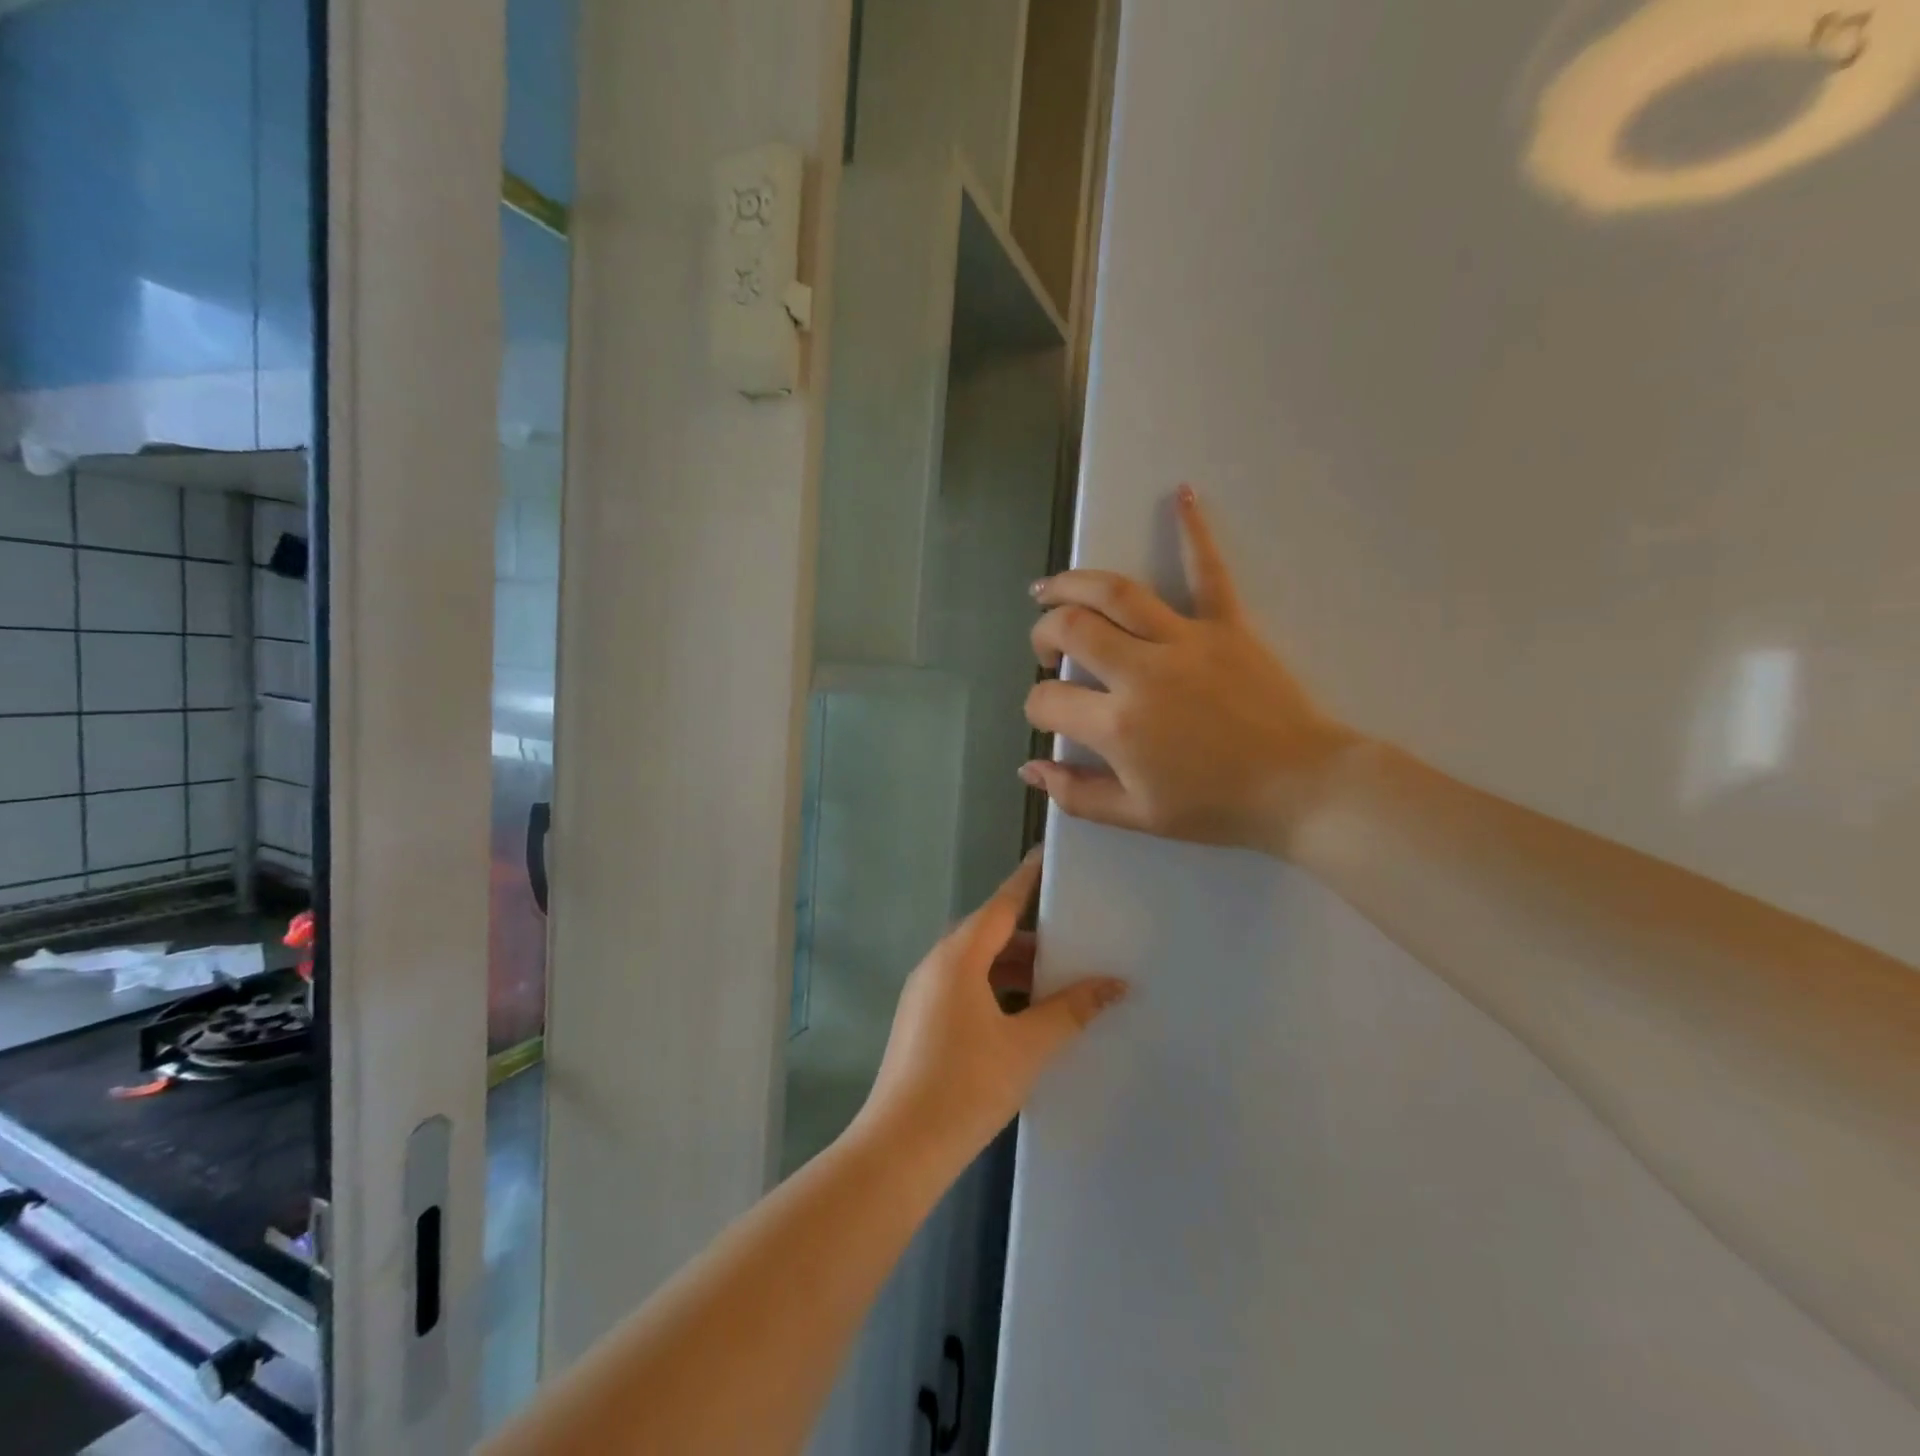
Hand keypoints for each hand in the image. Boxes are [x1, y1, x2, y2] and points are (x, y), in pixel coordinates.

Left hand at [859, 853, 1127, 1166]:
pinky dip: (996, 988)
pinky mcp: (921, 1018)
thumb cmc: (967, 1085)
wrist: (900, 1147)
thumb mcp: (1028, 1046)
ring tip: (1057, 980)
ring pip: (977, 963)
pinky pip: (964, 986)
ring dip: (1013, 967)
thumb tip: (1115, 984)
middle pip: (989, 933)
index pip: (1001, 904)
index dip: (1028, 880)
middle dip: (1031, 935)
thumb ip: (1071, 1009)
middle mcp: (937, 963)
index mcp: (959, 956)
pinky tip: (1024, 1014)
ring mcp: (924, 991)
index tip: (1050, 856)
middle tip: (1074, 934)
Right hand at [1021, 485, 1361, 858]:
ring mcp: (1185, 640)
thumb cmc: (1218, 807)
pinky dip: (1193, 530)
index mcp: (1117, 724)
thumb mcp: (1138, 816)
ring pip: (1116, 592)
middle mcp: (1141, 671)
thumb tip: (1030, 769)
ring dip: (1074, 583)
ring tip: (1050, 588)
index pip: (1049, 700)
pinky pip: (1208, 570)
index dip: (1037, 707)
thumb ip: (1076, 794)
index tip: (1048, 714)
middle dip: (1043, 634)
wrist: (1302, 789)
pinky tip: (1181, 494)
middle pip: (1071, 628)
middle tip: (1045, 648)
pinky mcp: (1227, 625)